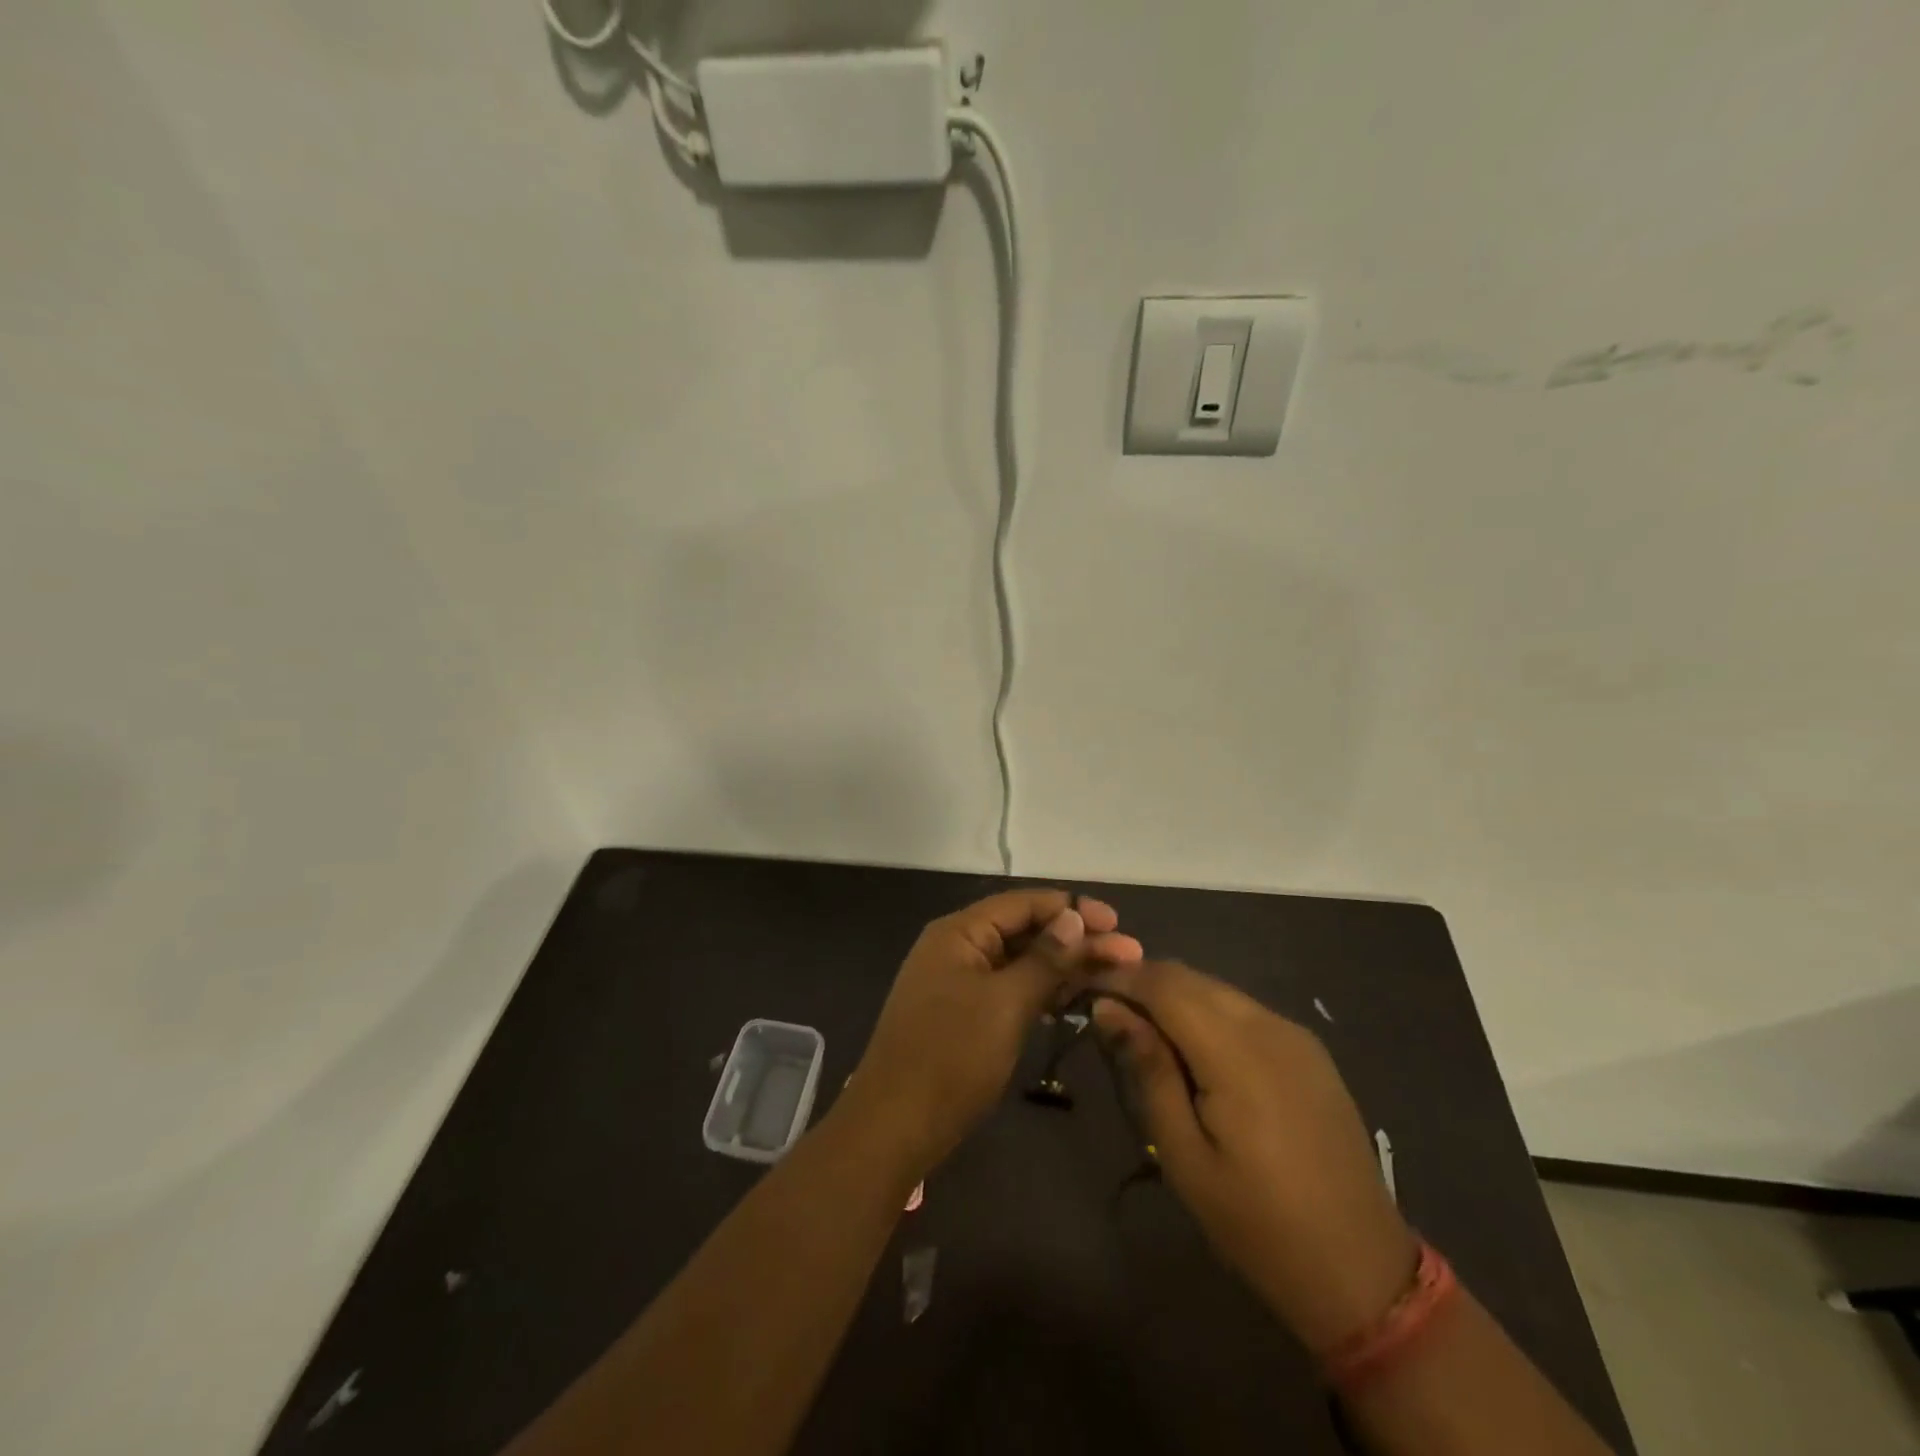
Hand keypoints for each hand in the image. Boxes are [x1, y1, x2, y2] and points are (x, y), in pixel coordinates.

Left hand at [845, 890, 1143, 1181]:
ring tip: (1112, 977)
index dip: (1072, 908)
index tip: (1118, 923)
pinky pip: (1009, 989)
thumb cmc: (951, 1056)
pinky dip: (1041, 992)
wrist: (894, 1126)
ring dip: (1063, 967)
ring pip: (1019, 962)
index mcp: (960, 932)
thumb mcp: (1006, 1003)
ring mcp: (958, 982)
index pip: (1023, 903)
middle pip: (1024, 931)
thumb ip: (1044, 958)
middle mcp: (958, 947)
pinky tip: (1073, 1002)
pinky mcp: (963, 1015)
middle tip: (1129, 955)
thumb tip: (1074, 917)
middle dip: (1075, 940)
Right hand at [1092, 961, 1416, 1353]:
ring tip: (1143, 1031)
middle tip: (1106, 1011)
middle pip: (1190, 978)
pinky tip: (1193, 1047)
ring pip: (1217, 989)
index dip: (1120, 977)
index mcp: (1237, 1053)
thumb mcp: (1183, 1155)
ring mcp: (1295, 1034)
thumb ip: (1148, 1069)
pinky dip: (1207, 1011)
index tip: (1083, 989)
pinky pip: (1244, 1009)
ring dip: (1174, 996)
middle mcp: (1269, 1026)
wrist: (1361, 1269)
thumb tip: (1108, 1007)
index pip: (1165, 984)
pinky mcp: (1309, 1050)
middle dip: (1143, 982)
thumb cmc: (1257, 1223)